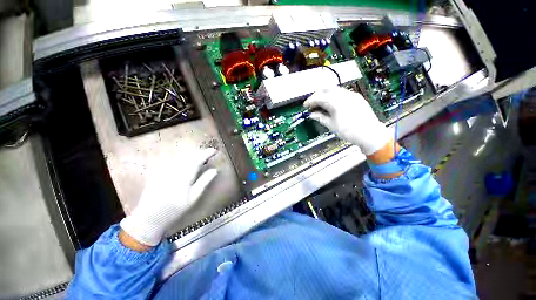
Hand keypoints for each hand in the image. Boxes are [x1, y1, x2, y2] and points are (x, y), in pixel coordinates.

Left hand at [120, 148, 217, 246]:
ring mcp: (164, 170)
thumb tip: (214, 170)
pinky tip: (185, 163)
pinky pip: (173, 161)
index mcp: (184, 177)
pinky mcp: (158, 171)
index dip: (206, 153)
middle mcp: (173, 170)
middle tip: (208, 154)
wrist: (149, 217)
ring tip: (199, 158)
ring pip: (181, 157)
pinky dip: (182, 159)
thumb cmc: (175, 209)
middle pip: (189, 156)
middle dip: (200, 153)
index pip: (197, 160)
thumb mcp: (193, 198)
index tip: (214, 150)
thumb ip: (204, 182)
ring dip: (192, 156)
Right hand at [304, 87, 391, 154]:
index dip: (310, 101)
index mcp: (336, 102)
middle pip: (326, 89)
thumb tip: (312, 115)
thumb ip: (320, 118)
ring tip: (321, 104)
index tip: (305, 106)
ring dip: (326, 94)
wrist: (370, 133)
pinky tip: (332, 104)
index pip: (319, 97)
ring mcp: (351, 95)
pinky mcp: (357, 97)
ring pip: (335, 89)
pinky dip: (334, 96)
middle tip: (312, 103)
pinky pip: (342, 93)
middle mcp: (344, 95)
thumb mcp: (332, 125)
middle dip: (317, 95)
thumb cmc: (348, 131)